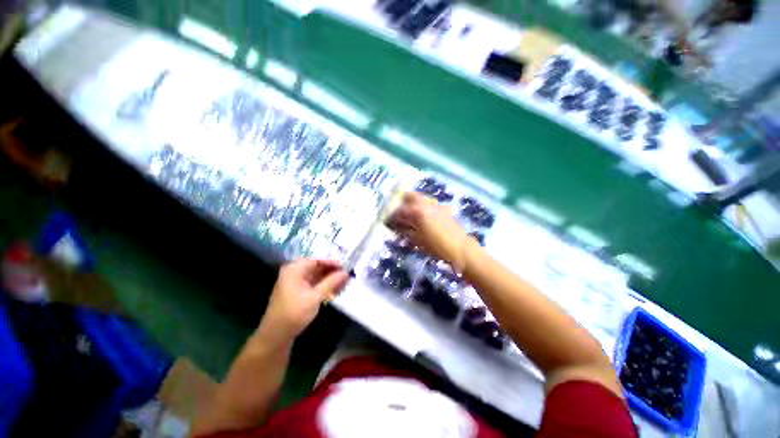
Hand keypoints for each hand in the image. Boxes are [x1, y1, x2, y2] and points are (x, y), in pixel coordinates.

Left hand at [260, 258, 348, 341]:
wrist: (278, 331)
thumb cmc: (295, 312)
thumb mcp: (314, 297)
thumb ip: (330, 283)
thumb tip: (345, 273)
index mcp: (294, 269)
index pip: (315, 260)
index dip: (331, 262)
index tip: (347, 266)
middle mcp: (292, 272)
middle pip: (314, 267)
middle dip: (330, 271)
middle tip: (348, 276)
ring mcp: (293, 283)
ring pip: (313, 277)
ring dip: (327, 280)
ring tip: (344, 284)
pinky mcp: (295, 293)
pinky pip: (310, 285)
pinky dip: (321, 287)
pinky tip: (333, 291)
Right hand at [386, 192, 471, 271]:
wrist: (461, 249)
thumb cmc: (438, 248)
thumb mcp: (417, 241)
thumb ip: (405, 231)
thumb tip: (396, 226)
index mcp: (417, 213)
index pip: (399, 210)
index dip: (391, 215)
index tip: (387, 220)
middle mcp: (426, 205)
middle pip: (410, 196)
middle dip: (401, 202)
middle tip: (397, 212)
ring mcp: (436, 205)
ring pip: (420, 198)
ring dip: (412, 203)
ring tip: (409, 215)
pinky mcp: (444, 209)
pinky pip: (429, 204)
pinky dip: (422, 207)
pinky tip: (422, 217)